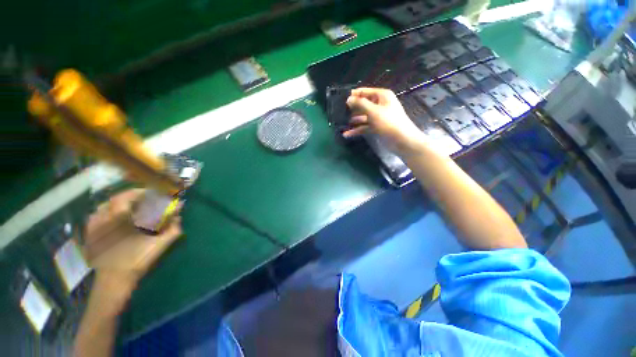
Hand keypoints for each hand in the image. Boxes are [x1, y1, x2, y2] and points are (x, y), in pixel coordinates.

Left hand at [82, 189, 182, 312]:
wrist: (114, 281)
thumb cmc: (136, 261)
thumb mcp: (158, 245)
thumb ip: (172, 229)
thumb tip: (179, 216)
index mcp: (119, 220)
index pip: (127, 196)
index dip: (141, 192)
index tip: (152, 193)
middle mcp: (104, 219)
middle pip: (115, 199)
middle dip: (130, 196)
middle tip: (142, 199)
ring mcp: (93, 227)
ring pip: (104, 206)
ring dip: (117, 204)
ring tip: (129, 207)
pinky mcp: (90, 235)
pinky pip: (95, 216)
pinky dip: (105, 213)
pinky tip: (113, 218)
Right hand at [344, 88, 426, 154]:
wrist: (402, 140)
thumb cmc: (388, 122)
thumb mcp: (373, 111)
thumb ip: (360, 104)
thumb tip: (348, 99)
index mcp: (382, 96)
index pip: (365, 92)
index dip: (354, 95)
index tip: (341, 99)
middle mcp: (380, 105)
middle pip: (363, 104)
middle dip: (352, 108)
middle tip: (339, 112)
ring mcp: (378, 117)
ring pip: (363, 116)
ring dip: (353, 120)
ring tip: (341, 123)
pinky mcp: (376, 127)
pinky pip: (364, 127)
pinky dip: (356, 130)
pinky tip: (347, 134)